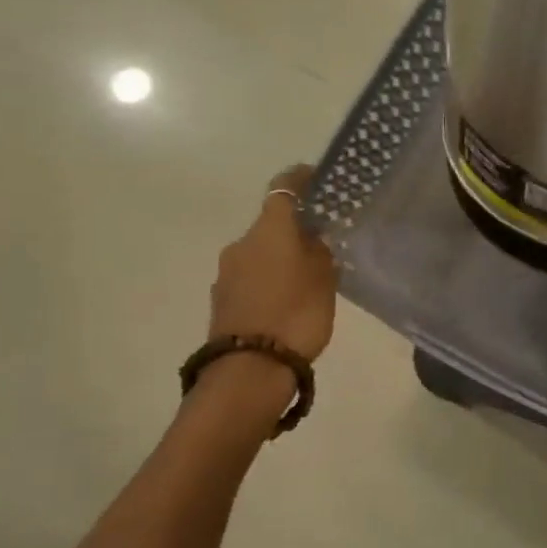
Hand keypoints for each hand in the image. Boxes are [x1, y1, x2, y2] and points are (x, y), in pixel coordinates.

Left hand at [208, 166, 338, 360]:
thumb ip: (320, 251)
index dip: (301, 179)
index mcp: (269, 229)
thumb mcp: (324, 279)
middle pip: (271, 224)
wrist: (250, 369)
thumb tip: (313, 238)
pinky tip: (286, 300)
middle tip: (322, 243)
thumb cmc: (296, 314)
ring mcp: (226, 272)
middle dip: (294, 230)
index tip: (318, 178)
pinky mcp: (222, 299)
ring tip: (306, 277)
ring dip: (280, 258)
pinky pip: (251, 277)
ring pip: (260, 253)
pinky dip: (268, 280)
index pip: (284, 188)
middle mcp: (242, 242)